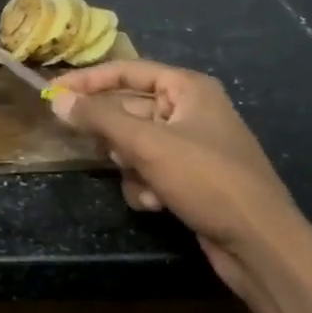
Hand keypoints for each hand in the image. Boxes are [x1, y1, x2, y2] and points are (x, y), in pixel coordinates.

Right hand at [48, 60, 311, 289]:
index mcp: (188, 89)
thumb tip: (57, 99)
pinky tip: (157, 204)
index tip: (53, 92)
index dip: (89, 80)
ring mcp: (190, 146)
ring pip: (134, 145)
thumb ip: (99, 119)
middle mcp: (190, 110)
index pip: (128, 71)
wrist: (258, 241)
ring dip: (130, 167)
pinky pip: (149, 170)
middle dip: (115, 137)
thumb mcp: (147, 144)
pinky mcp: (189, 177)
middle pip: (128, 110)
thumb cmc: (206, 180)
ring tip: (144, 182)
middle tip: (98, 149)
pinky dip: (145, 186)